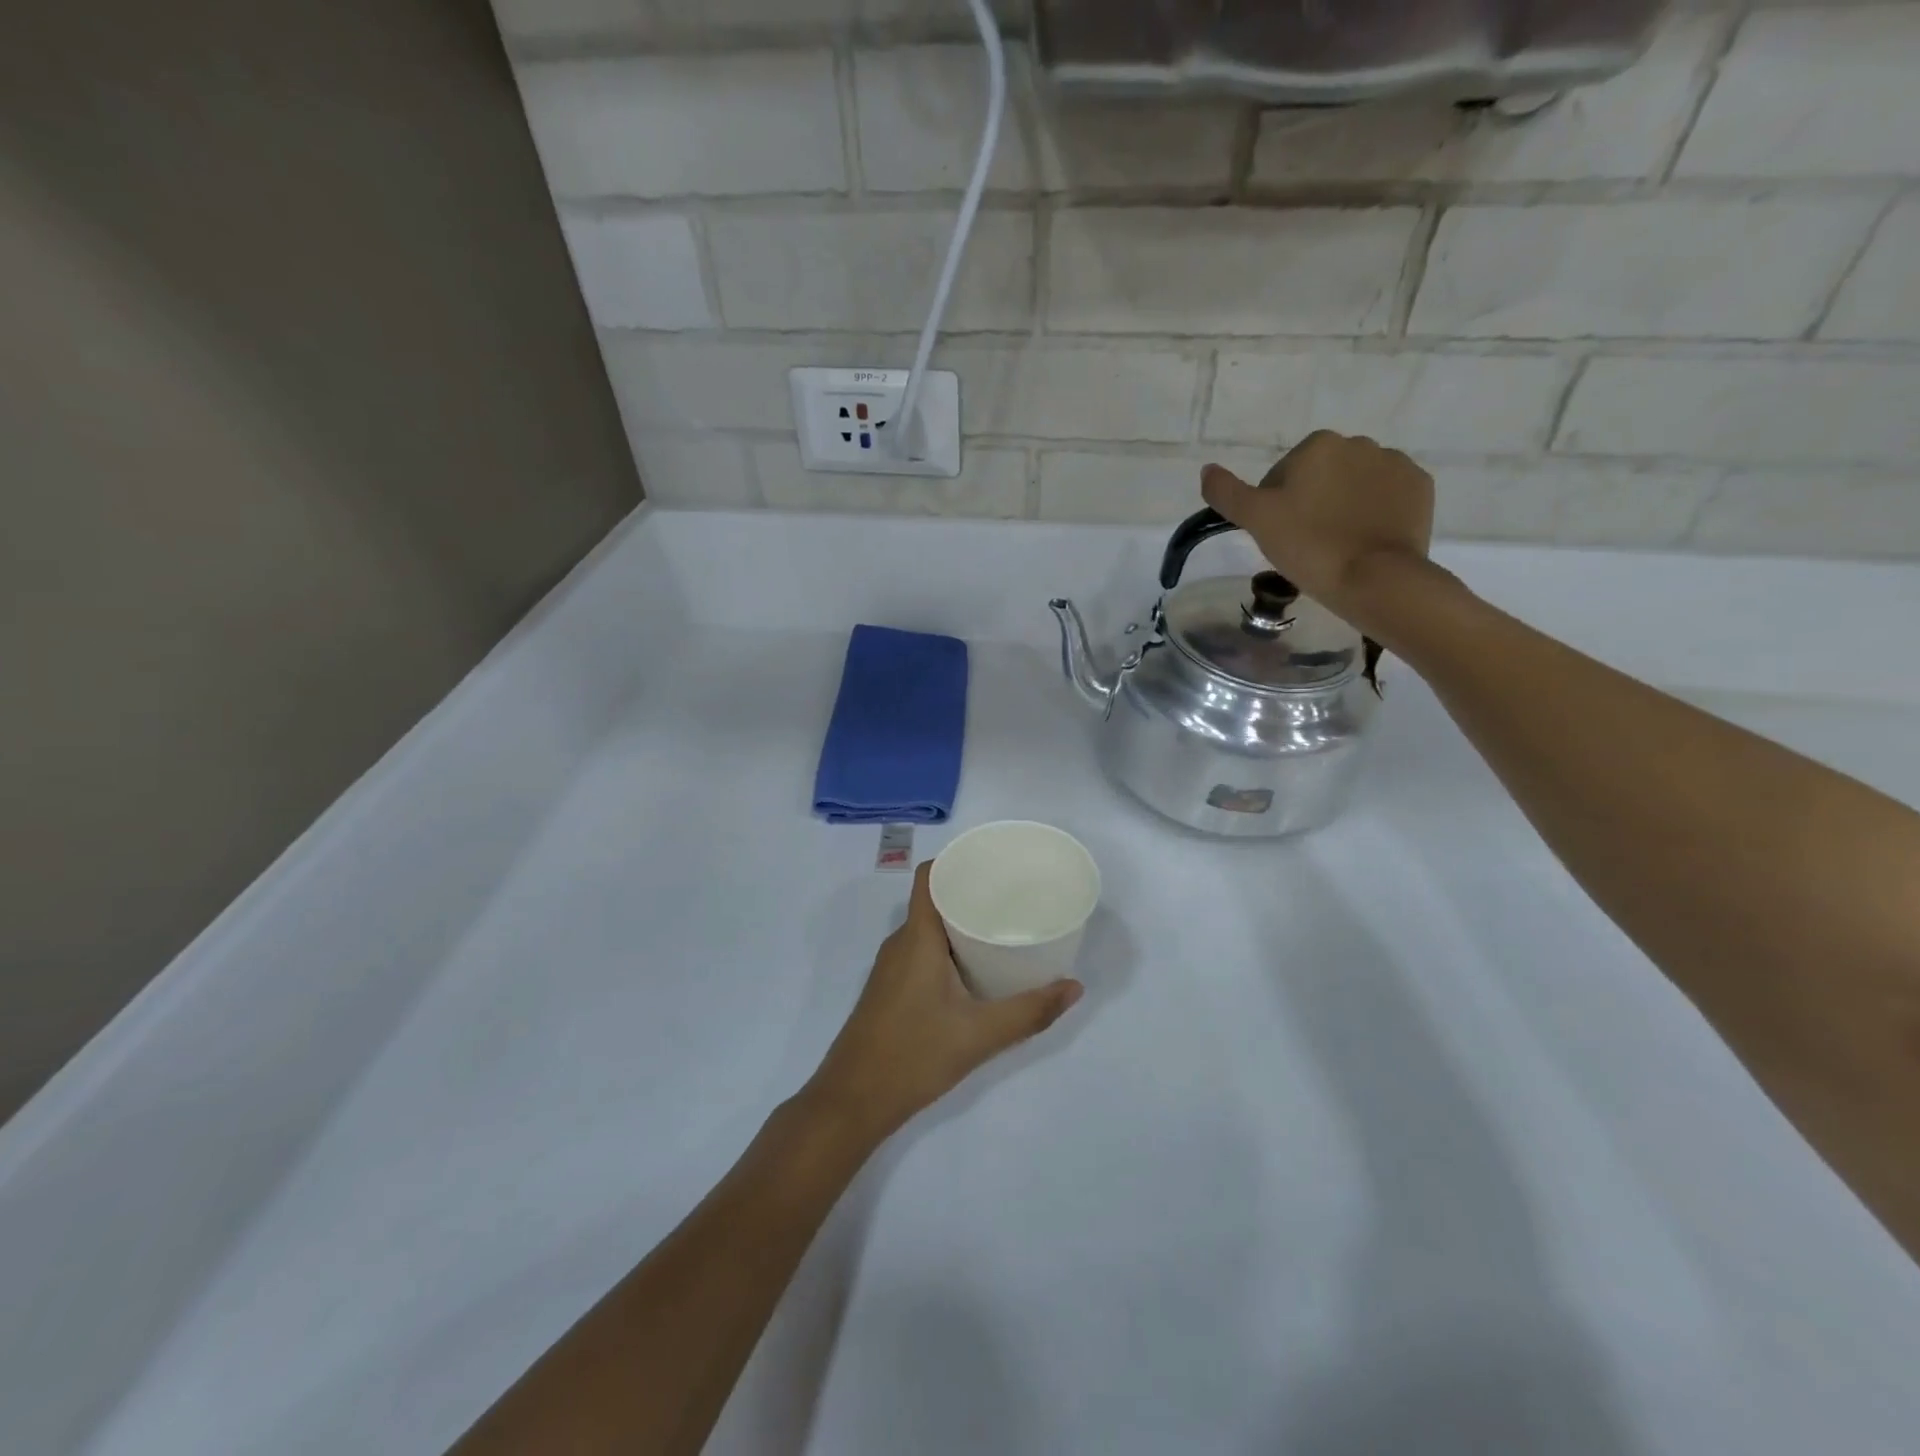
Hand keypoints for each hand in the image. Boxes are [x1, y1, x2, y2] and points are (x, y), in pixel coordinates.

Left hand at [802, 862, 1082, 1147]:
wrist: (851, 1102)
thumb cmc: (912, 1056)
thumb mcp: (979, 1035)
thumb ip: (1029, 1011)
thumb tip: (1074, 987)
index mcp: (917, 937)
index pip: (930, 876)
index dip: (958, 861)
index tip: (995, 864)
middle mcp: (900, 943)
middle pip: (935, 900)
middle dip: (972, 893)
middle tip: (1014, 898)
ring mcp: (892, 968)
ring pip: (929, 929)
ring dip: (961, 924)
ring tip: (1003, 928)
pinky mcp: (890, 990)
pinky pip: (922, 952)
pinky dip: (949, 948)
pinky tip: (976, 969)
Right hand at [1201, 431, 1436, 635]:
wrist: (1376, 579)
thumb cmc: (1309, 546)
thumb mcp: (1255, 520)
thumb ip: (1226, 492)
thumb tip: (1207, 469)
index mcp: (1318, 445)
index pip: (1282, 474)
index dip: (1275, 505)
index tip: (1279, 535)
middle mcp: (1360, 444)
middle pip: (1321, 476)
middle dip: (1311, 502)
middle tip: (1305, 543)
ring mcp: (1396, 464)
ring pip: (1354, 485)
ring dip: (1343, 506)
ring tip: (1337, 545)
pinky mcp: (1420, 489)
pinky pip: (1387, 497)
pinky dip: (1374, 513)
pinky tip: (1364, 541)